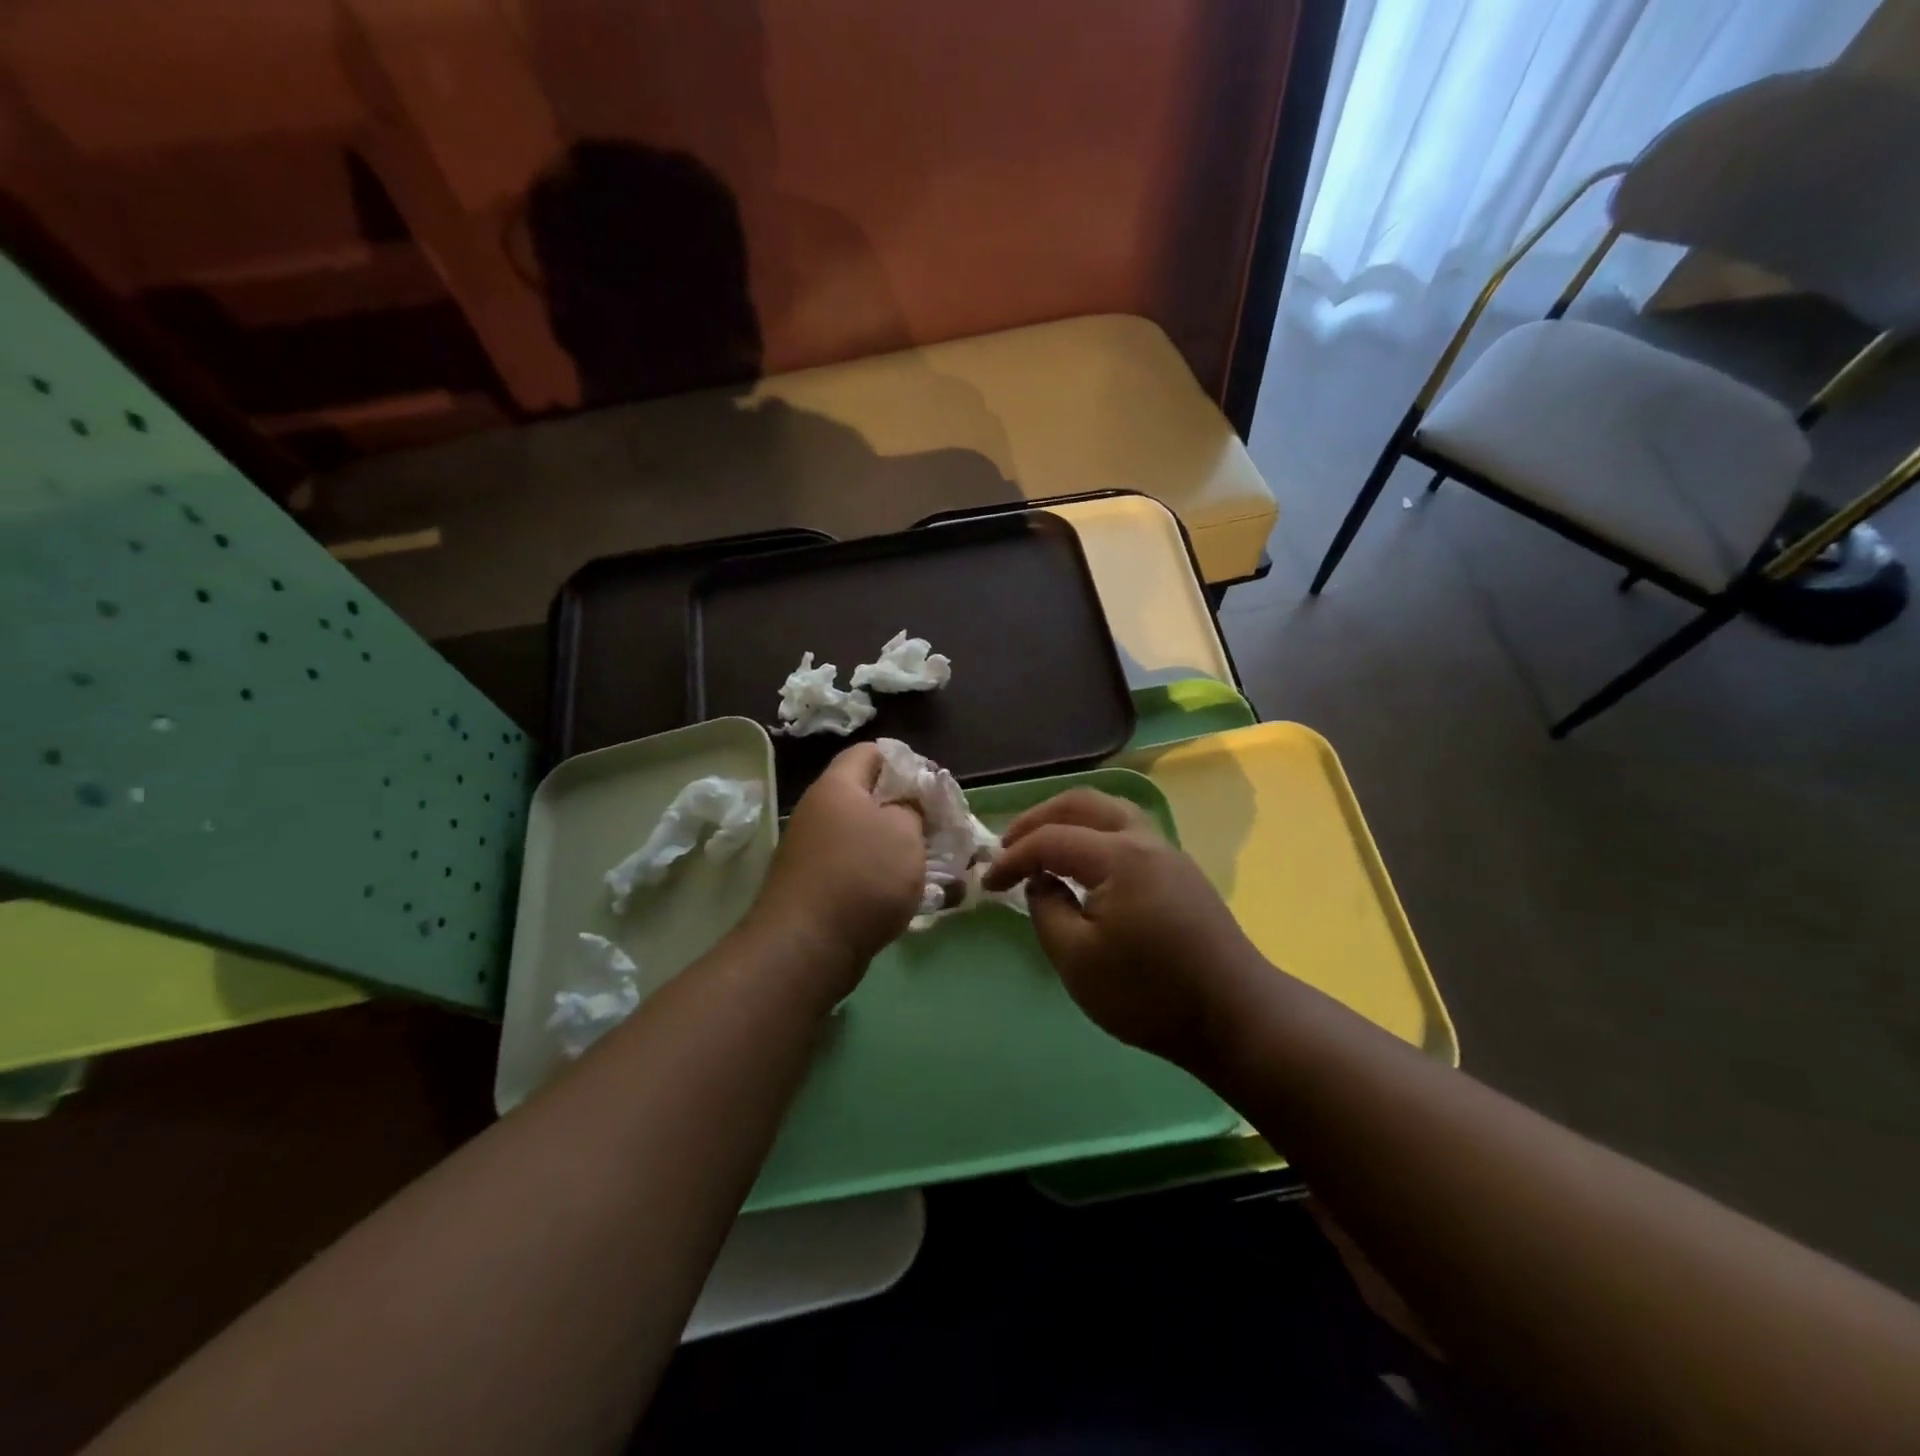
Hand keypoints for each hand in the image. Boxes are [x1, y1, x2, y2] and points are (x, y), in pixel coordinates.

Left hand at [745, 743, 925, 994]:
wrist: (807, 947)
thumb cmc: (862, 876)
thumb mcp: (905, 832)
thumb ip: (913, 807)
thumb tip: (907, 806)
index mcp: (837, 786)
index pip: (871, 752)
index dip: (907, 762)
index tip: (935, 788)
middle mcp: (820, 812)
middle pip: (870, 797)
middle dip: (910, 812)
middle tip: (942, 830)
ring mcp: (814, 851)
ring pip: (867, 838)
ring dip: (901, 850)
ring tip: (937, 868)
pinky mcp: (817, 887)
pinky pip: (858, 870)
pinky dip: (884, 878)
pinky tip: (911, 898)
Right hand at [983, 789, 1256, 1064]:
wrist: (1235, 1017)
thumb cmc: (1149, 993)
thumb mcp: (1077, 961)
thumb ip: (1047, 911)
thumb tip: (1041, 882)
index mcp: (1119, 856)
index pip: (1052, 839)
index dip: (1013, 858)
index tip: (987, 884)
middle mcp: (1144, 840)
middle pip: (1083, 803)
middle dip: (1038, 819)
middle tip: (1008, 846)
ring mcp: (1168, 853)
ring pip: (1110, 811)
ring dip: (1069, 820)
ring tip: (1042, 846)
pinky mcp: (1180, 872)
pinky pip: (1128, 831)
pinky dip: (1094, 833)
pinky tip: (1083, 863)